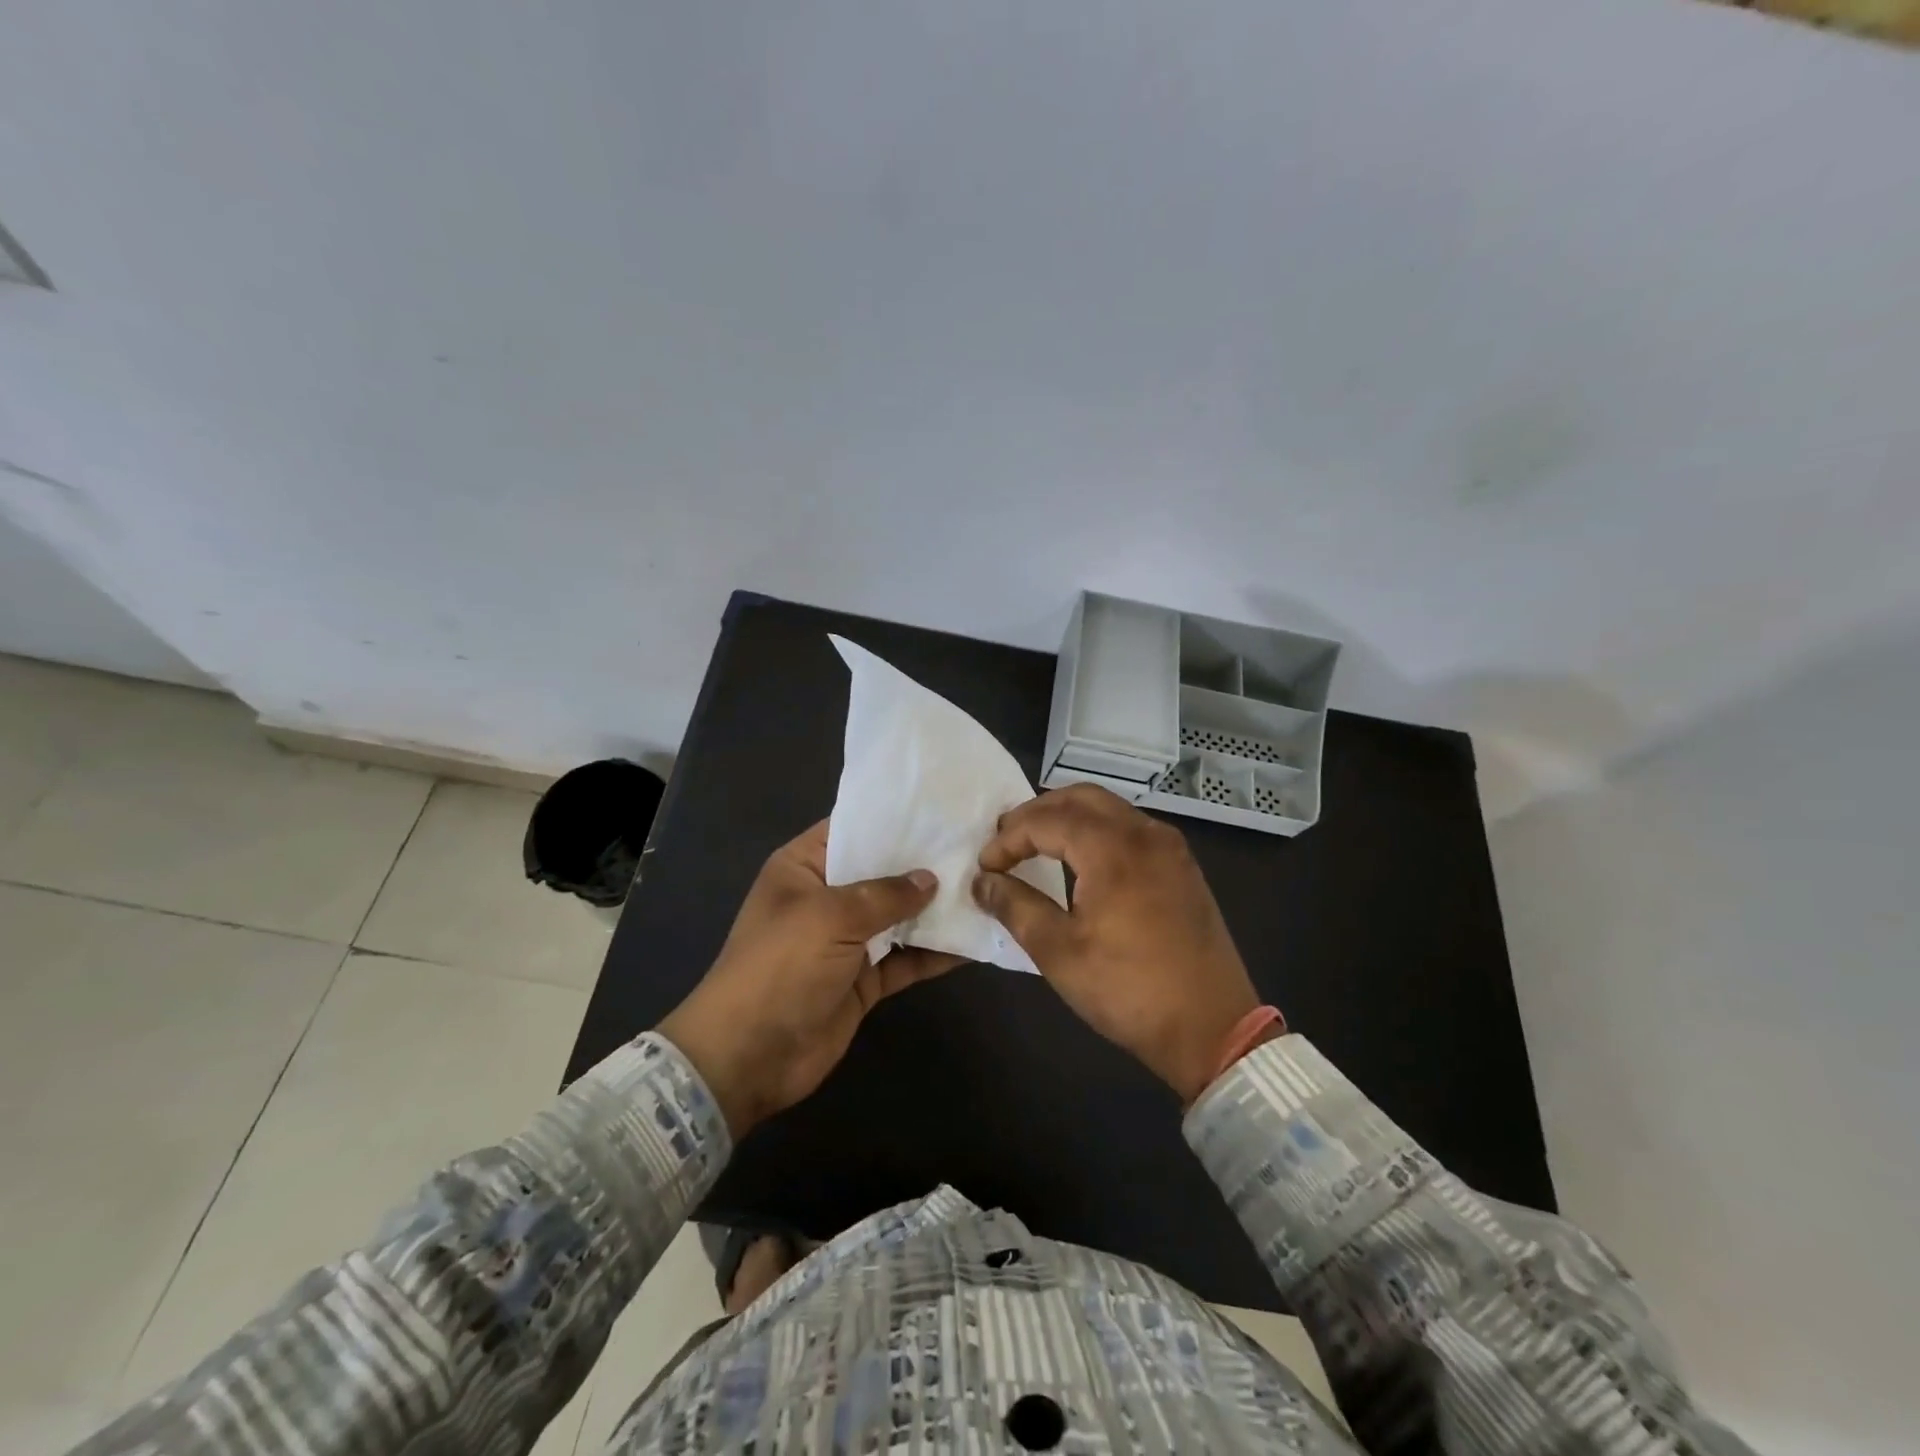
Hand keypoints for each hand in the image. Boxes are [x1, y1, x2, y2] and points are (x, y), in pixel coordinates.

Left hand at [659, 821, 963, 1136]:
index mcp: (804, 867)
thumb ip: (885, 894)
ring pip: (898, 915)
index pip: (853, 828)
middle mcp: (827, 897)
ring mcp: (846, 940)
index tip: (943, 807)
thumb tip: (930, 878)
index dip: (894, 817)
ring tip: (986, 887)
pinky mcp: (864, 979)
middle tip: (979, 845)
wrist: (749, 1057)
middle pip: (882, 871)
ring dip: (935, 908)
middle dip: (924, 863)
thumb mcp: (830, 917)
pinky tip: (973, 940)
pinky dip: (934, 952)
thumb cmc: (781, 967)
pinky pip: (905, 958)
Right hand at [973, 784, 1259, 1102]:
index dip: (1009, 838)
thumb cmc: (1128, 990)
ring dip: (1069, 816)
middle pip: (1081, 798)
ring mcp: (1170, 848)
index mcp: (1113, 849)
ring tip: (1038, 843)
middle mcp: (1145, 833)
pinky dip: (1098, 829)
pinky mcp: (1183, 867)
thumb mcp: (1059, 952)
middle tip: (1007, 839)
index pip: (1048, 820)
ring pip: (1110, 808)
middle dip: (1038, 812)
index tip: (986, 865)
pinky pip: (1132, 827)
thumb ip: (1016, 906)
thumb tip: (983, 882)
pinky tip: (1083, 859)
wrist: (1213, 1029)